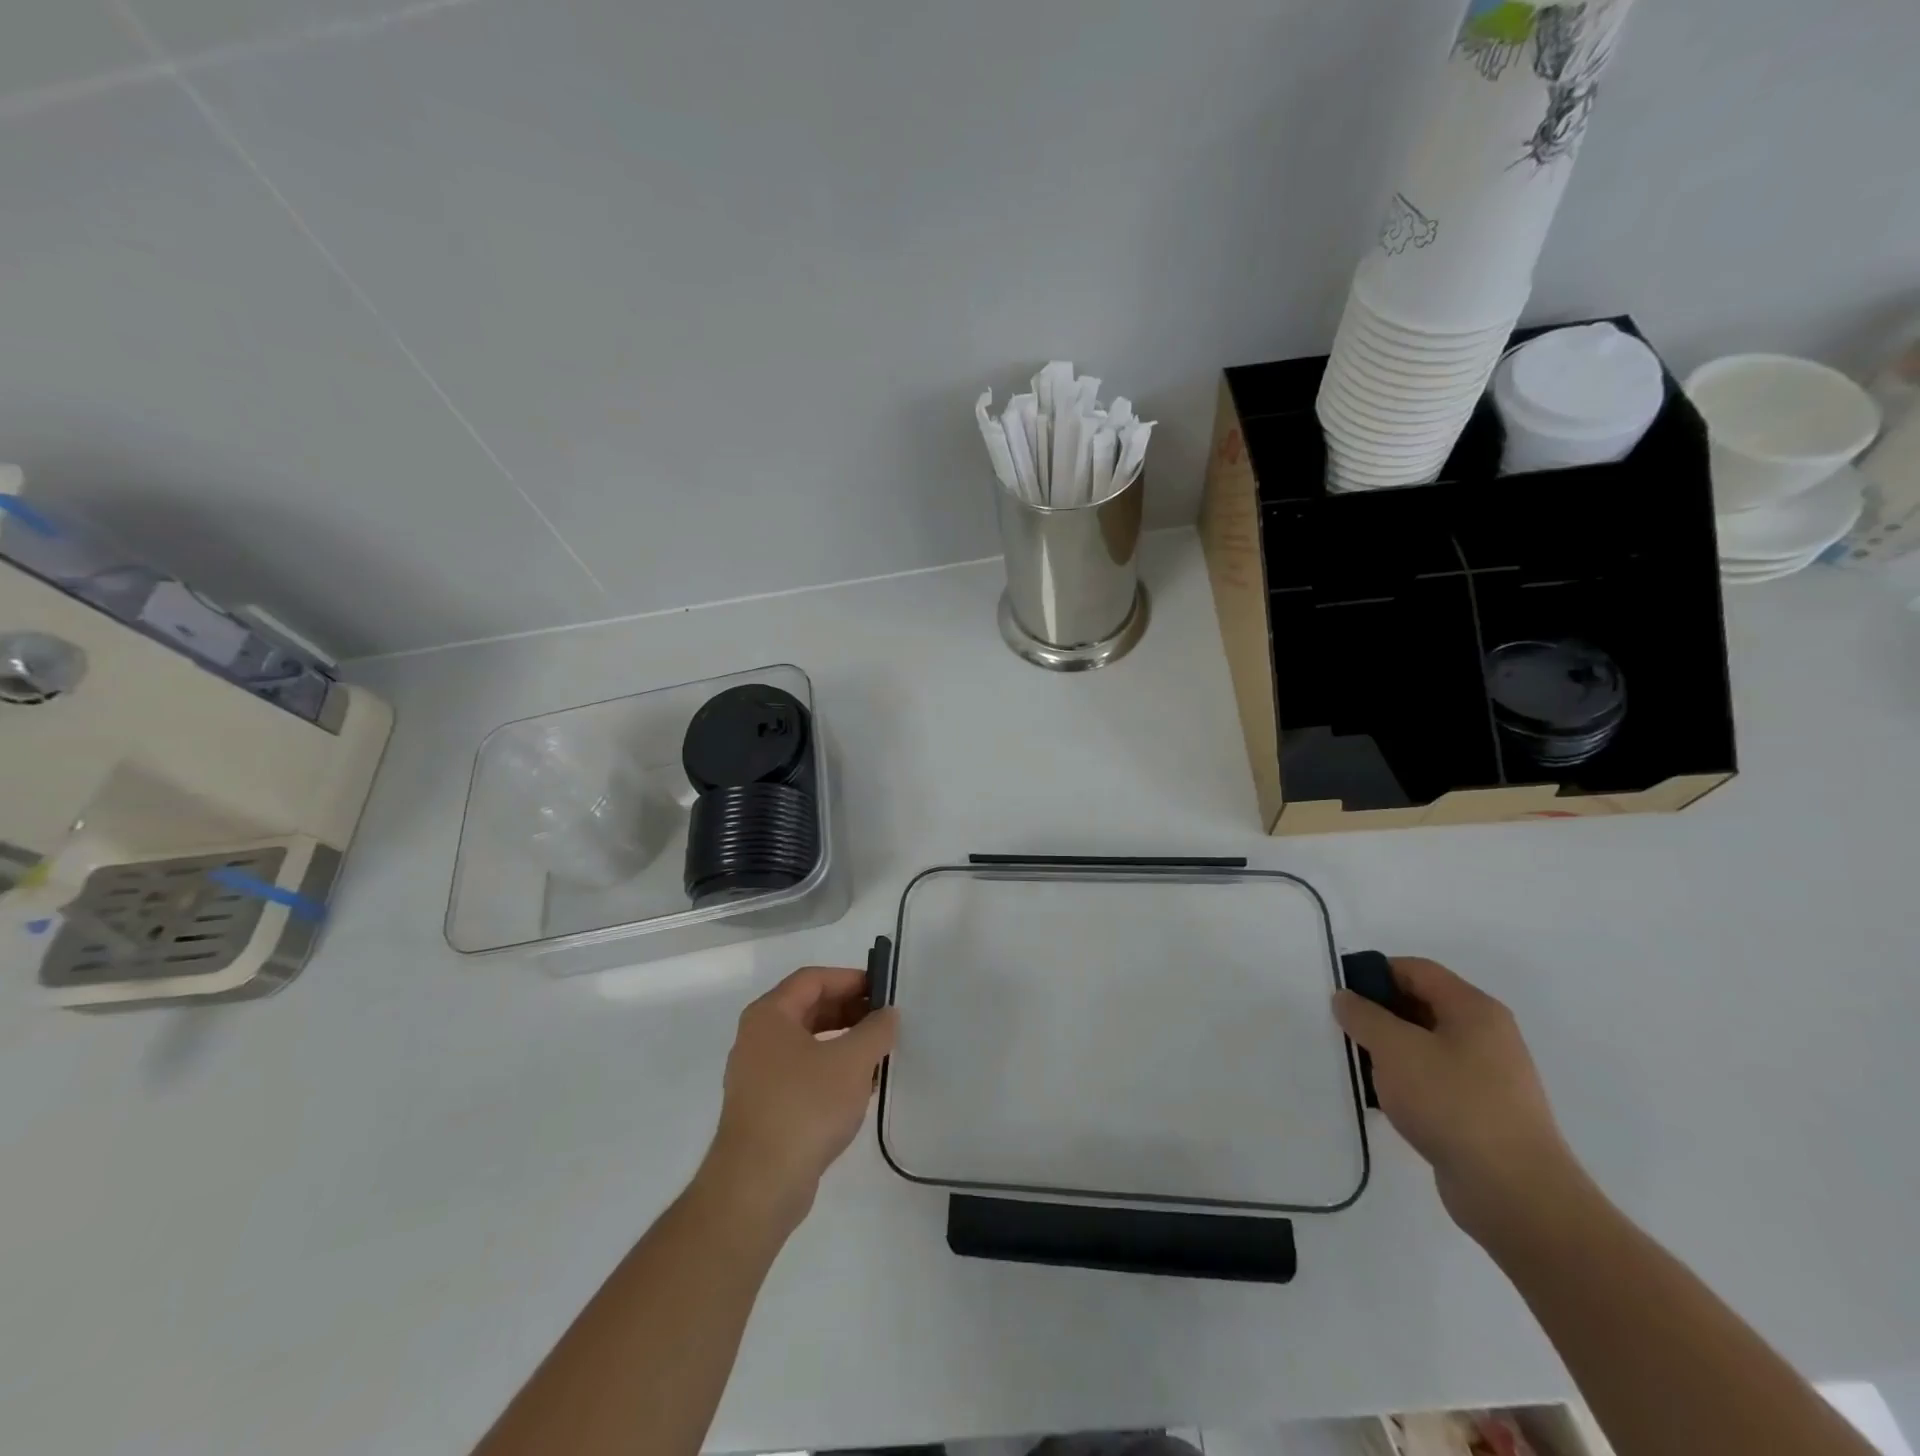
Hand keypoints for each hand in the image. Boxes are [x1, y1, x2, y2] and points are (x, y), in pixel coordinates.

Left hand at [701, 966, 897, 1229]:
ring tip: (879, 1053)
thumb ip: (875, 1030)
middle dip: (849, 1010)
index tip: (883, 990)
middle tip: (885, 1020)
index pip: (813, 979)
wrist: (758, 1186)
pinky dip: (831, 1071)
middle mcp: (757, 1038)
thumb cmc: (805, 1106)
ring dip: (844, 1042)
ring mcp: (757, 1075)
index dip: (850, 979)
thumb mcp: (852, 1061)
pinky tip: (860, 1088)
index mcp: (769, 1015)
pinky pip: (803, 1074)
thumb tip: (887, 1015)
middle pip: (808, 1009)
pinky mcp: (765, 1108)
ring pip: (807, 1043)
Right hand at [1333, 957, 1581, 1242]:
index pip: (1416, 970)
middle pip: (1421, 1005)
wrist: (1515, 1194)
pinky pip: (1434, 1080)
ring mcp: (1487, 1076)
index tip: (1340, 992)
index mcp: (1474, 1009)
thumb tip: (1346, 998)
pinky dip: (1405, 1081)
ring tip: (1355, 1065)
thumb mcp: (1395, 1049)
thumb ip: (1363, 1016)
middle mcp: (1486, 1036)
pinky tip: (1382, 1099)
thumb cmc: (1453, 1103)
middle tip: (1342, 1028)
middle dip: (1378, 1012)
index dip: (1374, 973)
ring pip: (1424, 1045)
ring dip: (1388, 1050)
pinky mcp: (1481, 1112)